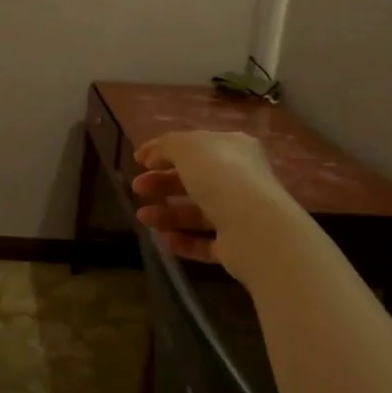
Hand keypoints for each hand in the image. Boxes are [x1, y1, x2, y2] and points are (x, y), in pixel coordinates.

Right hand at [131, 130, 297, 280]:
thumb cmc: (220, 176)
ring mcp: (239, 214)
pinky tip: (163, 238)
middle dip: (162, 182)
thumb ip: (166, 145)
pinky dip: (183, 240)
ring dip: (167, 213)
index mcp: (233, 149)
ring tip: (143, 217)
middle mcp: (239, 179)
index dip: (165, 150)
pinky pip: (204, 242)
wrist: (255, 228)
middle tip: (137, 188)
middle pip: (194, 180)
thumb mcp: (188, 147)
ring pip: (197, 212)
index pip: (196, 146)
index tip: (138, 160)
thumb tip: (150, 154)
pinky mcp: (236, 246)